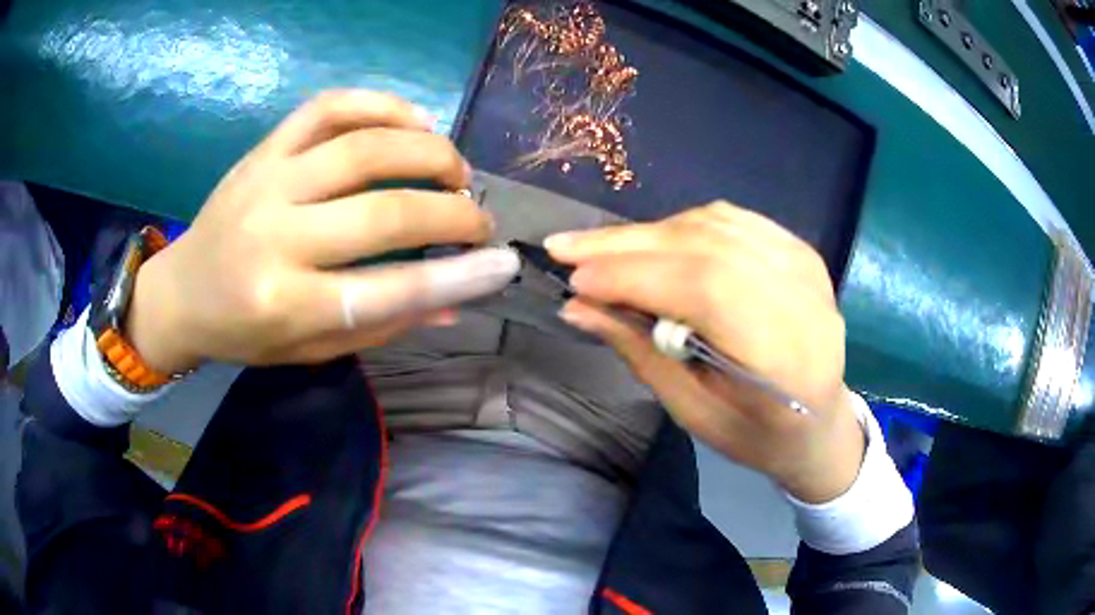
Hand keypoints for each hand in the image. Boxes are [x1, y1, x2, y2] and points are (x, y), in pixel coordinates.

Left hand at [126, 90, 517, 372]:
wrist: (182, 292)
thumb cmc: (244, 332)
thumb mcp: (310, 348)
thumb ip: (382, 325)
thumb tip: (456, 303)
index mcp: (285, 305)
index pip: (389, 290)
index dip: (458, 277)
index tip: (503, 263)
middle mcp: (275, 237)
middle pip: (383, 211)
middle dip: (452, 211)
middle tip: (479, 218)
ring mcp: (268, 181)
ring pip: (363, 147)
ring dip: (428, 151)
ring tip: (454, 169)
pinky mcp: (264, 149)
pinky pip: (328, 107)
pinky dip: (382, 105)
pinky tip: (413, 121)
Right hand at [545, 202, 862, 502]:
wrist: (821, 421)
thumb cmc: (758, 434)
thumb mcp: (694, 412)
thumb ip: (641, 353)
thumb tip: (579, 308)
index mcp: (784, 356)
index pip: (704, 289)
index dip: (635, 277)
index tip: (575, 281)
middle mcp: (802, 297)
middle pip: (705, 247)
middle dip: (627, 246)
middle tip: (565, 248)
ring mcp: (805, 265)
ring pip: (714, 224)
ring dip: (649, 233)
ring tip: (600, 250)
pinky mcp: (800, 250)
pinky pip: (731, 220)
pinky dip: (682, 226)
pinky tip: (652, 241)